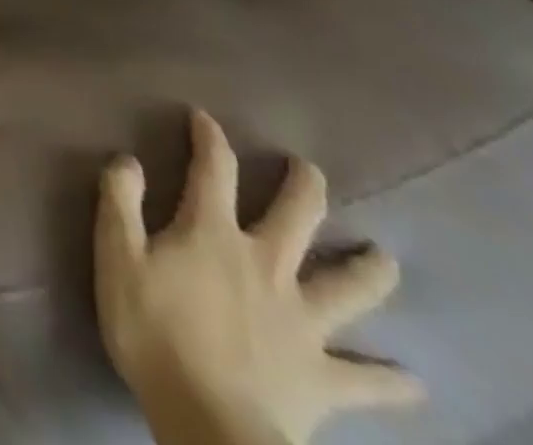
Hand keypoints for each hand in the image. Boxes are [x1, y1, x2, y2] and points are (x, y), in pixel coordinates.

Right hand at [95, 111, 424, 444]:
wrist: (211, 424)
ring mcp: (301, 322)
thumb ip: (120, 202)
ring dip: (368, 272)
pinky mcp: (322, 377)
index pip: (213, 171)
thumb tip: (128, 159)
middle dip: (304, 188)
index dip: (209, 139)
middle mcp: (265, 265)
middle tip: (310, 169)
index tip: (205, 118)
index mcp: (213, 234)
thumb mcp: (117, 256)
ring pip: (347, 289)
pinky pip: (365, 381)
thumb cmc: (154, 331)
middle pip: (296, 217)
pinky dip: (390, 382)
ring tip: (384, 258)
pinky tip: (415, 384)